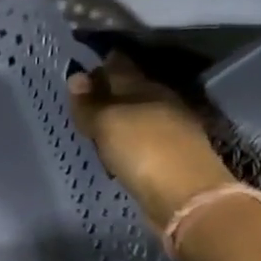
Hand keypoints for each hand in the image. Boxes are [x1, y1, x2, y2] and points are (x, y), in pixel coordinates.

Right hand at [68, 51, 236, 228]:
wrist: (185, 196)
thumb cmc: (142, 150)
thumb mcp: (107, 123)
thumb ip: (89, 103)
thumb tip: (76, 76)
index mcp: (145, 87)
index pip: (119, 66)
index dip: (100, 63)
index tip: (80, 67)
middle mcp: (160, 103)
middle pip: (129, 90)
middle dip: (107, 90)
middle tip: (81, 98)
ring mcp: (168, 130)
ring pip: (135, 115)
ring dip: (116, 117)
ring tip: (93, 125)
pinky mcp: (169, 156)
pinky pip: (139, 140)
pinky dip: (125, 140)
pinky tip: (114, 149)